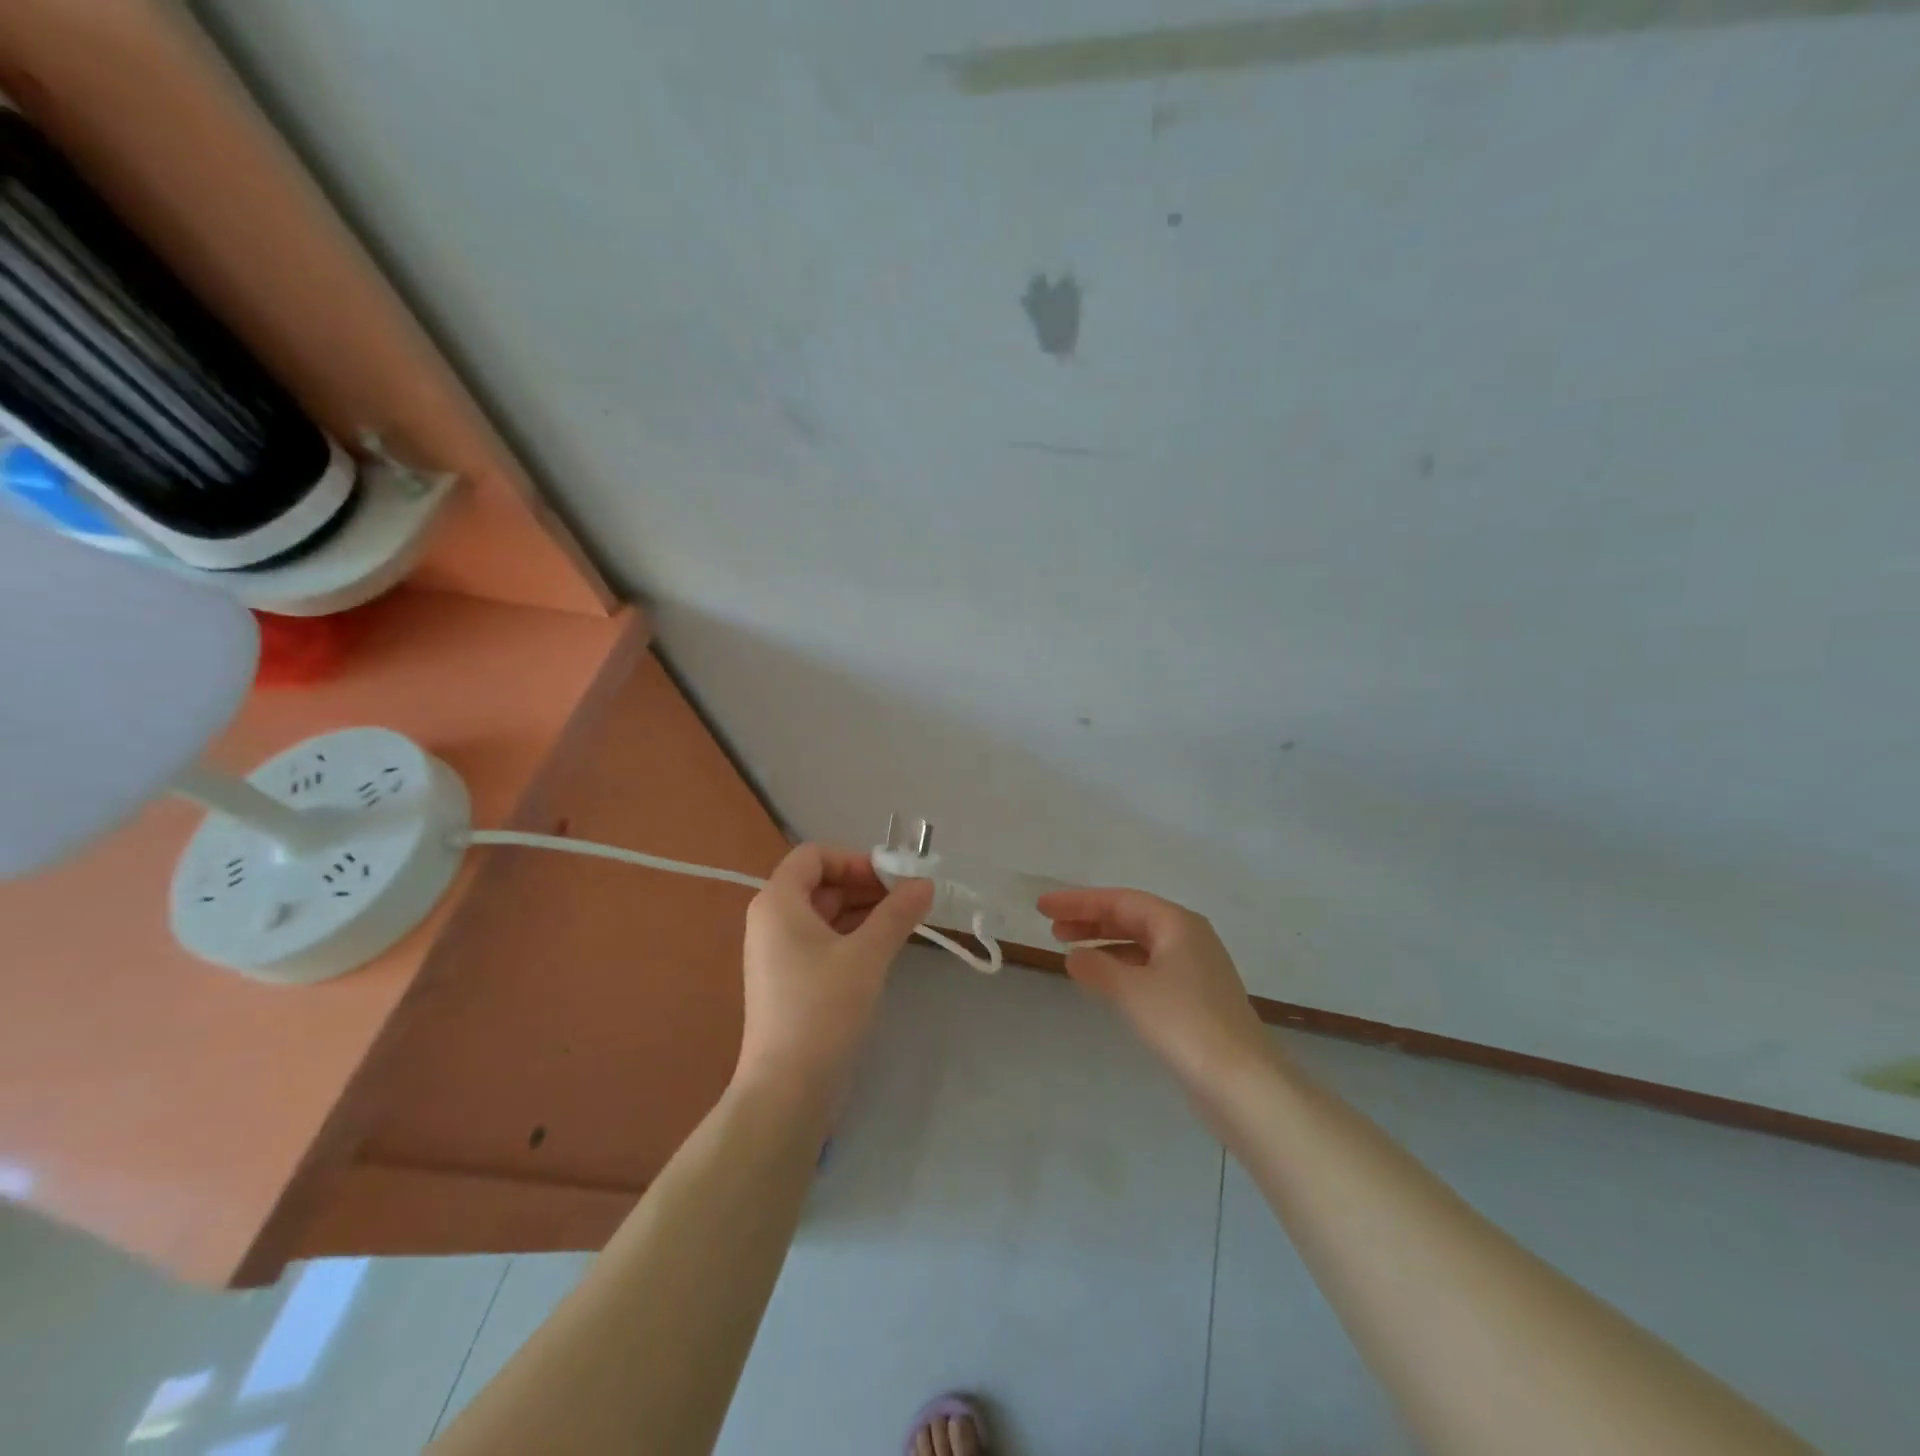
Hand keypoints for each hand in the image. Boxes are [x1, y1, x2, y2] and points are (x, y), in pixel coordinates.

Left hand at [737, 843, 933, 1096]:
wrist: (788, 1089)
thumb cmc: (823, 1008)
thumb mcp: (867, 954)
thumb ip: (897, 913)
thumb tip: (926, 883)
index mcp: (777, 902)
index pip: (814, 856)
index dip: (854, 859)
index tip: (893, 879)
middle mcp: (771, 920)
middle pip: (820, 883)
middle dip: (865, 885)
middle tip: (908, 900)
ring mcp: (778, 953)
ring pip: (824, 914)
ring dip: (863, 911)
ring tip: (904, 922)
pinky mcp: (789, 980)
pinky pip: (822, 941)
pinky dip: (852, 936)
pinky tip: (884, 948)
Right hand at [1038, 887, 1269, 1085]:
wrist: (1243, 1082)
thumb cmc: (1185, 1023)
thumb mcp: (1132, 990)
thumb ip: (1097, 968)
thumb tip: (1074, 956)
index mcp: (1178, 923)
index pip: (1119, 900)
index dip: (1078, 902)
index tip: (1043, 906)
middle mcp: (1189, 938)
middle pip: (1131, 918)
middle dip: (1089, 920)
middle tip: (1051, 927)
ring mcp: (1195, 969)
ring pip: (1139, 944)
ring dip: (1103, 944)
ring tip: (1069, 952)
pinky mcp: (1195, 999)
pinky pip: (1148, 968)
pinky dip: (1121, 968)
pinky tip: (1102, 981)